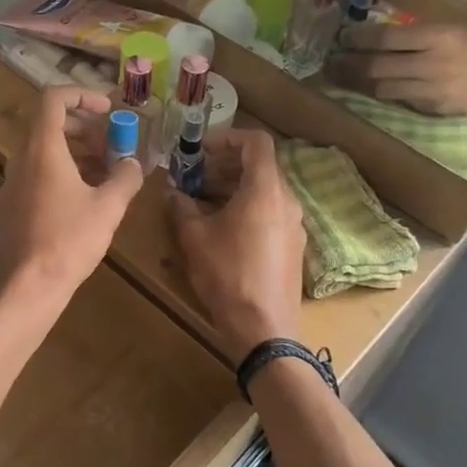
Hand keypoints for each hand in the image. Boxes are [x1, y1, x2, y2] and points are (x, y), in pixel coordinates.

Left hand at [0, 86, 142, 302]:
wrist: (27, 287)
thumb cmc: (69, 240)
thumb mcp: (108, 207)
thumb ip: (125, 177)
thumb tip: (132, 163)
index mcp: (42, 150)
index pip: (53, 99)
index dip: (82, 95)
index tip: (108, 109)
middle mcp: (21, 160)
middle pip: (50, 125)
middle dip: (85, 129)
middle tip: (113, 147)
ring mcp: (12, 184)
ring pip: (44, 153)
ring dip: (77, 154)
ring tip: (106, 175)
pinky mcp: (11, 207)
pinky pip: (38, 175)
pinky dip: (63, 174)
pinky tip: (85, 200)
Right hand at [167, 128, 305, 352]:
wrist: (264, 329)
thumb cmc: (228, 275)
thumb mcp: (194, 238)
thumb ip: (182, 207)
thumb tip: (173, 192)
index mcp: (265, 189)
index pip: (256, 141)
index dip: (227, 137)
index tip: (200, 149)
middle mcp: (287, 200)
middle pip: (259, 166)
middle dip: (224, 165)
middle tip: (194, 176)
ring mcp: (294, 225)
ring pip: (264, 191)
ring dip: (233, 188)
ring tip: (202, 203)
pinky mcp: (293, 246)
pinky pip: (270, 213)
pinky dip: (247, 208)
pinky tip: (222, 230)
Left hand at [327, 22, 466, 118]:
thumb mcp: (458, 29)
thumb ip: (421, 35)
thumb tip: (380, 38)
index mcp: (440, 36)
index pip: (386, 38)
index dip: (358, 39)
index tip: (342, 38)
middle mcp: (432, 63)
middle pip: (377, 66)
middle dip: (349, 64)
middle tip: (330, 63)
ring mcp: (434, 90)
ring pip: (384, 88)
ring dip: (360, 84)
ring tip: (340, 79)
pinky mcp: (438, 110)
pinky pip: (403, 103)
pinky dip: (386, 96)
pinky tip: (371, 92)